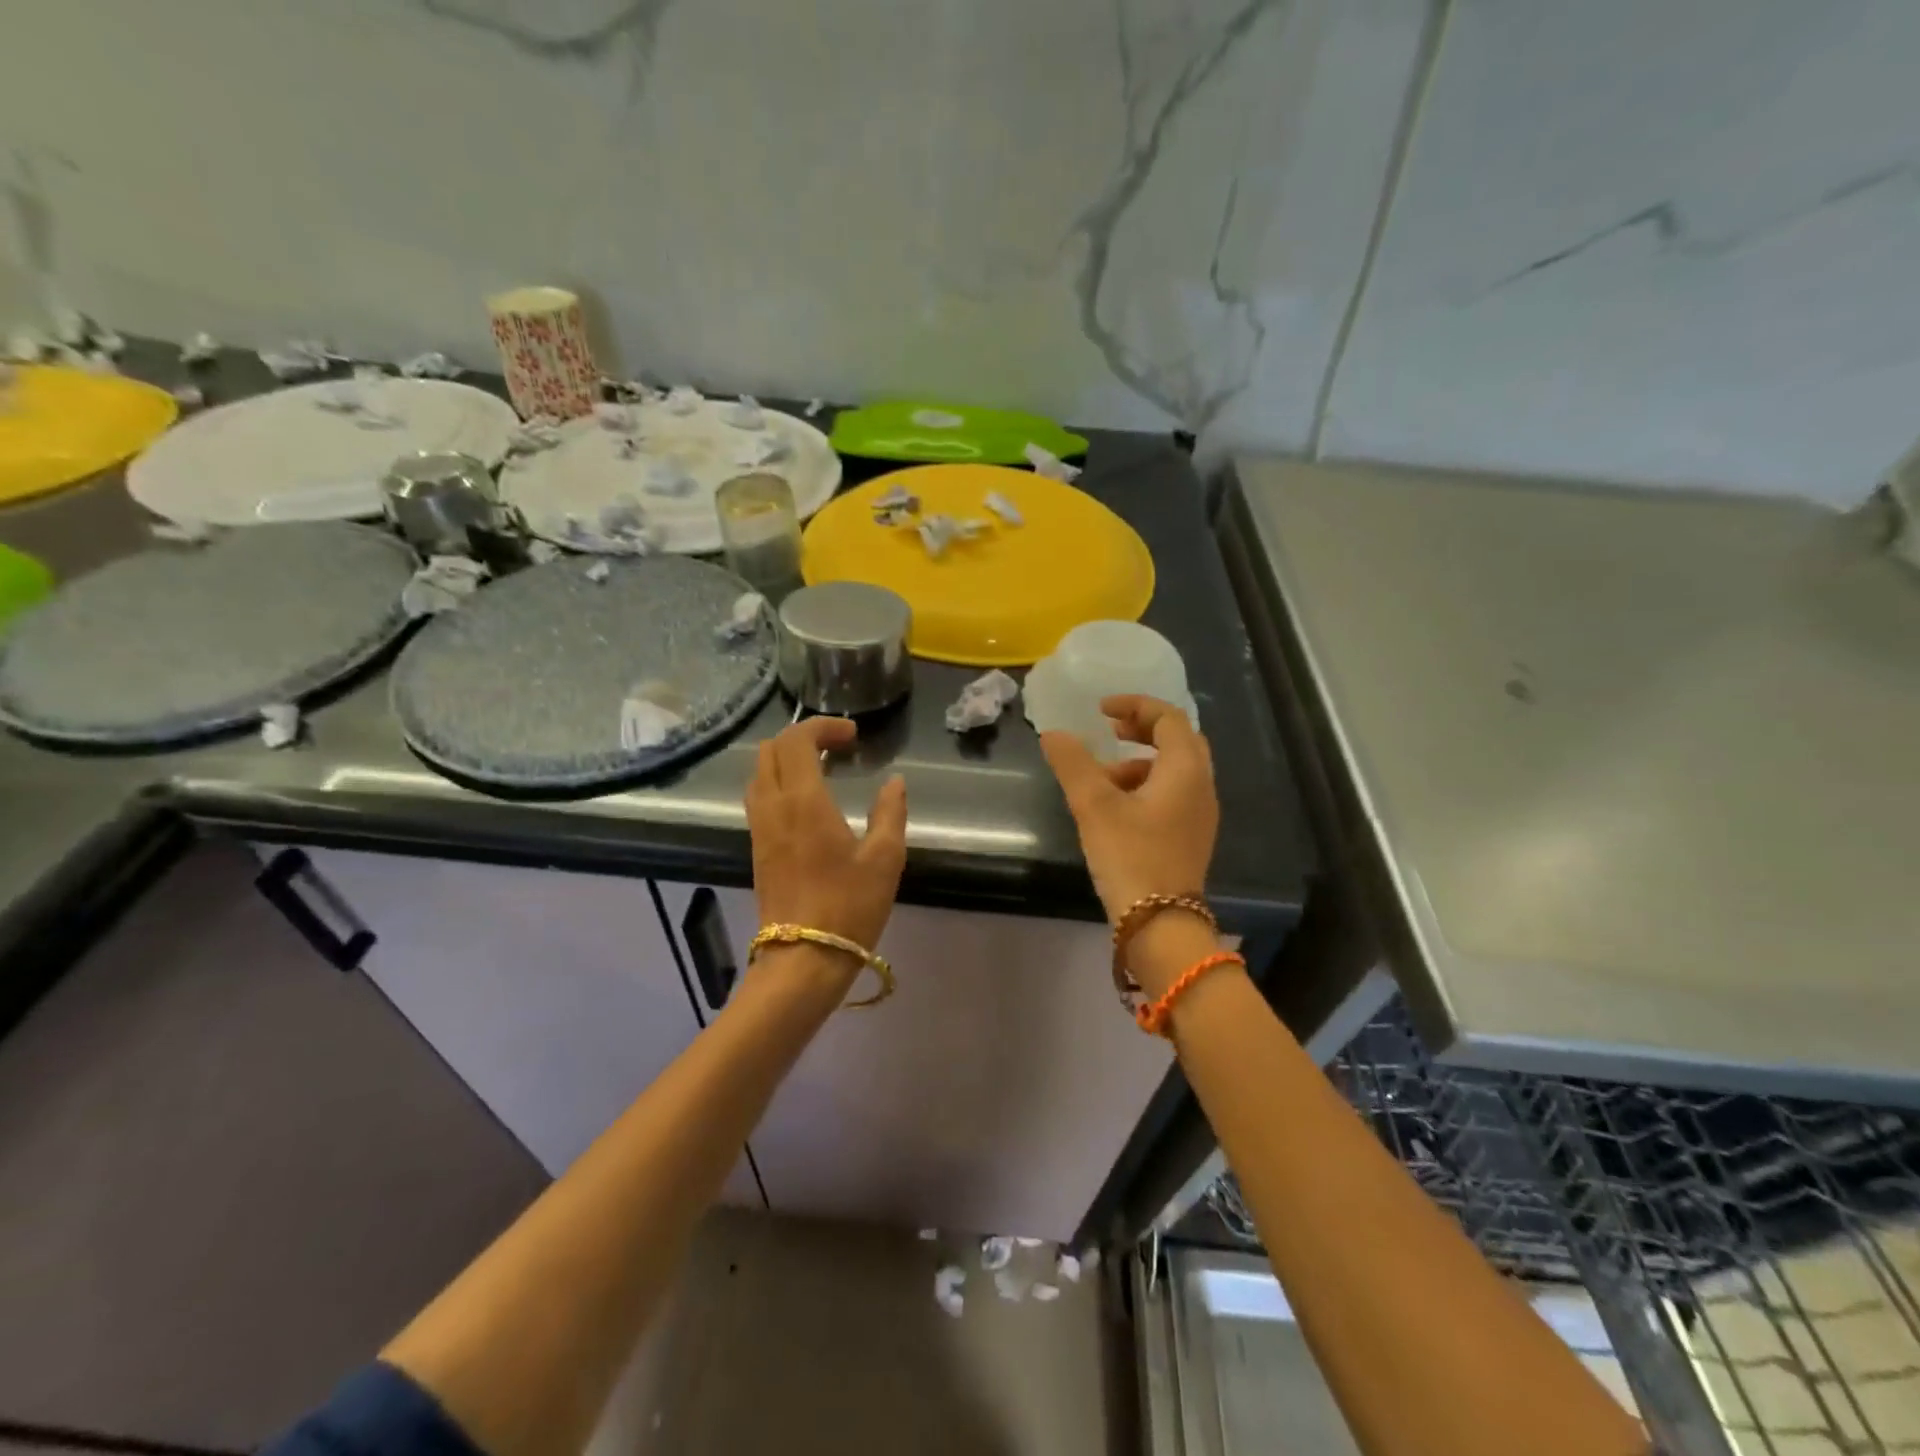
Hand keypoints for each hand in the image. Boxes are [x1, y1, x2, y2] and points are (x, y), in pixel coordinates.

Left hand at [746, 717, 907, 955]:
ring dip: (787, 759)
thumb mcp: (885, 858)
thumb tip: (895, 782)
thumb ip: (890, 813)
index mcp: (803, 801)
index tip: (853, 735)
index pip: (797, 740)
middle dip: (802, 737)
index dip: (823, 726)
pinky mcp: (756, 848)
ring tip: (823, 769)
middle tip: (838, 747)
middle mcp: (773, 806)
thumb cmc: (849, 906)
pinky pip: (759, 797)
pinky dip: (779, 782)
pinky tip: (807, 801)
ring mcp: (759, 828)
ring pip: (760, 772)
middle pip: (770, 749)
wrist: (803, 960)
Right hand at [1040, 695, 1218, 925]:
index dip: (1135, 705)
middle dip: (1142, 729)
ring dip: (1140, 761)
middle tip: (1109, 731)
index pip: (1168, 718)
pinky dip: (1146, 785)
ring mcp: (1200, 814)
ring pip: (1174, 769)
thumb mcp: (1094, 805)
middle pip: (1178, 740)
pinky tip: (1116, 808)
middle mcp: (1202, 785)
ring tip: (1102, 778)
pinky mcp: (1190, 836)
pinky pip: (1172, 793)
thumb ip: (1073, 764)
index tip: (1100, 710)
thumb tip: (1053, 734)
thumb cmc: (1130, 856)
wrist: (1160, 924)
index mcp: (1185, 769)